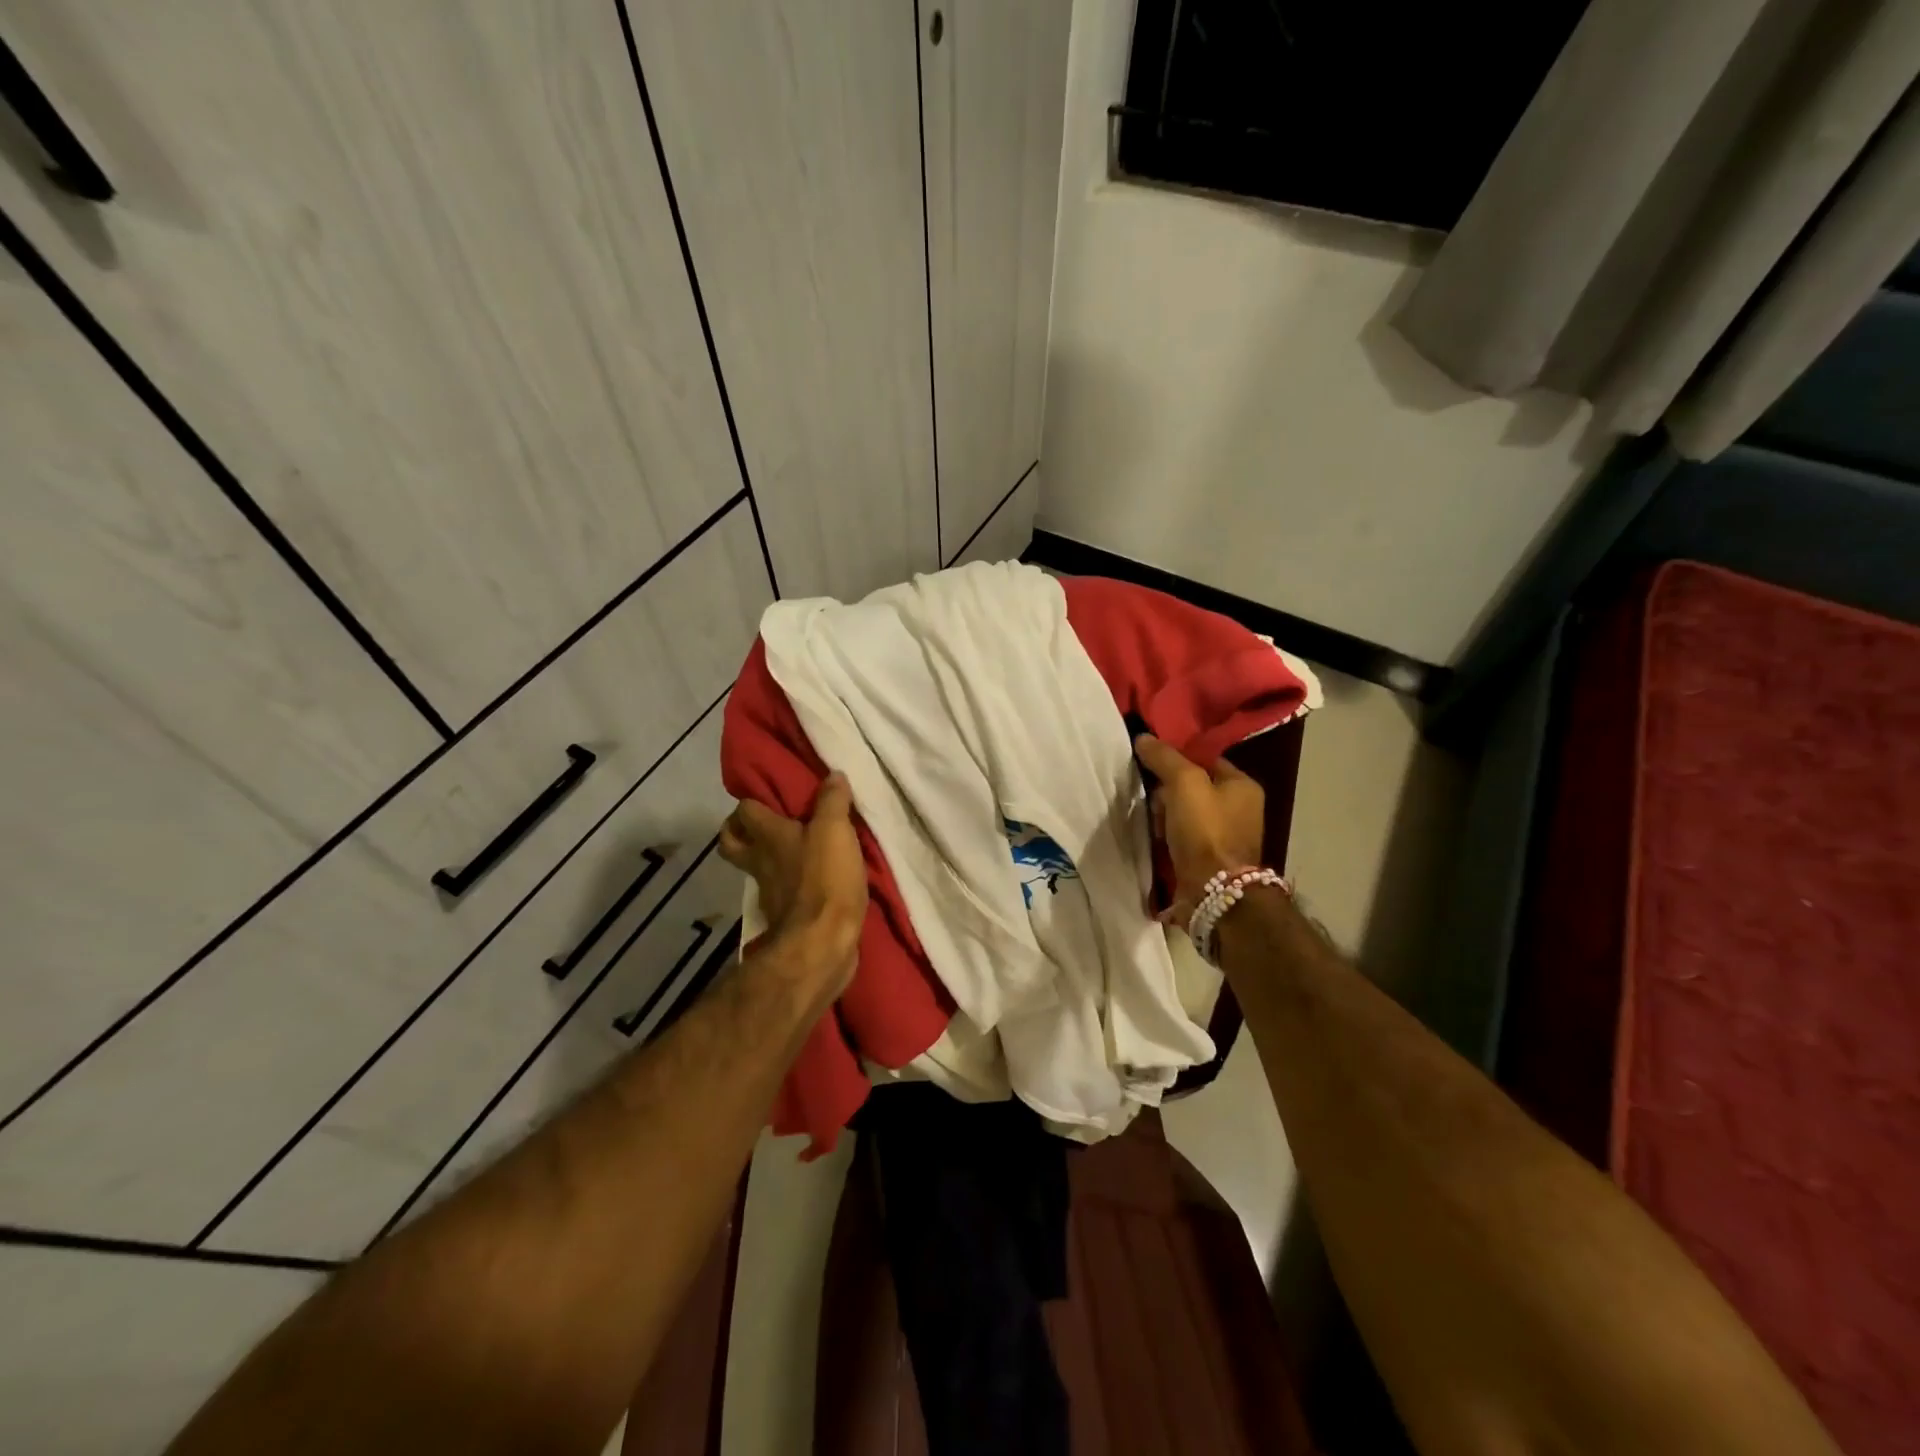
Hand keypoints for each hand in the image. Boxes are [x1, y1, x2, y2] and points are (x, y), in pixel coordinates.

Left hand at [719, 772, 865, 997]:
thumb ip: (833, 801)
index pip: (744, 810)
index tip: (767, 795)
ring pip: (754, 868)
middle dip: (738, 831)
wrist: (822, 942)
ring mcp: (769, 892)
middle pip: (731, 843)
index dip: (751, 801)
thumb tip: (833, 774)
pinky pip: (779, 893)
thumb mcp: (836, 831)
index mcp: (769, 836)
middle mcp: (760, 862)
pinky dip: (788, 885)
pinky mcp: (784, 916)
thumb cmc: (825, 879)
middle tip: (763, 822)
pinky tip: (809, 881)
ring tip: (792, 849)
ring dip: (765, 859)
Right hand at [1134, 734, 1264, 925]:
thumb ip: (1164, 758)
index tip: (1150, 764)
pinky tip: (1154, 839)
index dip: (1176, 759)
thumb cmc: (1205, 830)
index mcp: (1243, 786)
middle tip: (1150, 799)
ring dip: (1164, 817)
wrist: (1213, 892)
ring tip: (1150, 823)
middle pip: (1193, 788)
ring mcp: (1226, 837)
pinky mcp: (1210, 860)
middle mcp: (1240, 809)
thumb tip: (1143, 738)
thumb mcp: (1184, 783)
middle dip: (1167, 792)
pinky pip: (1183, 838)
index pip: (1205, 760)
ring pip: (1184, 814)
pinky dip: (1168, 837)